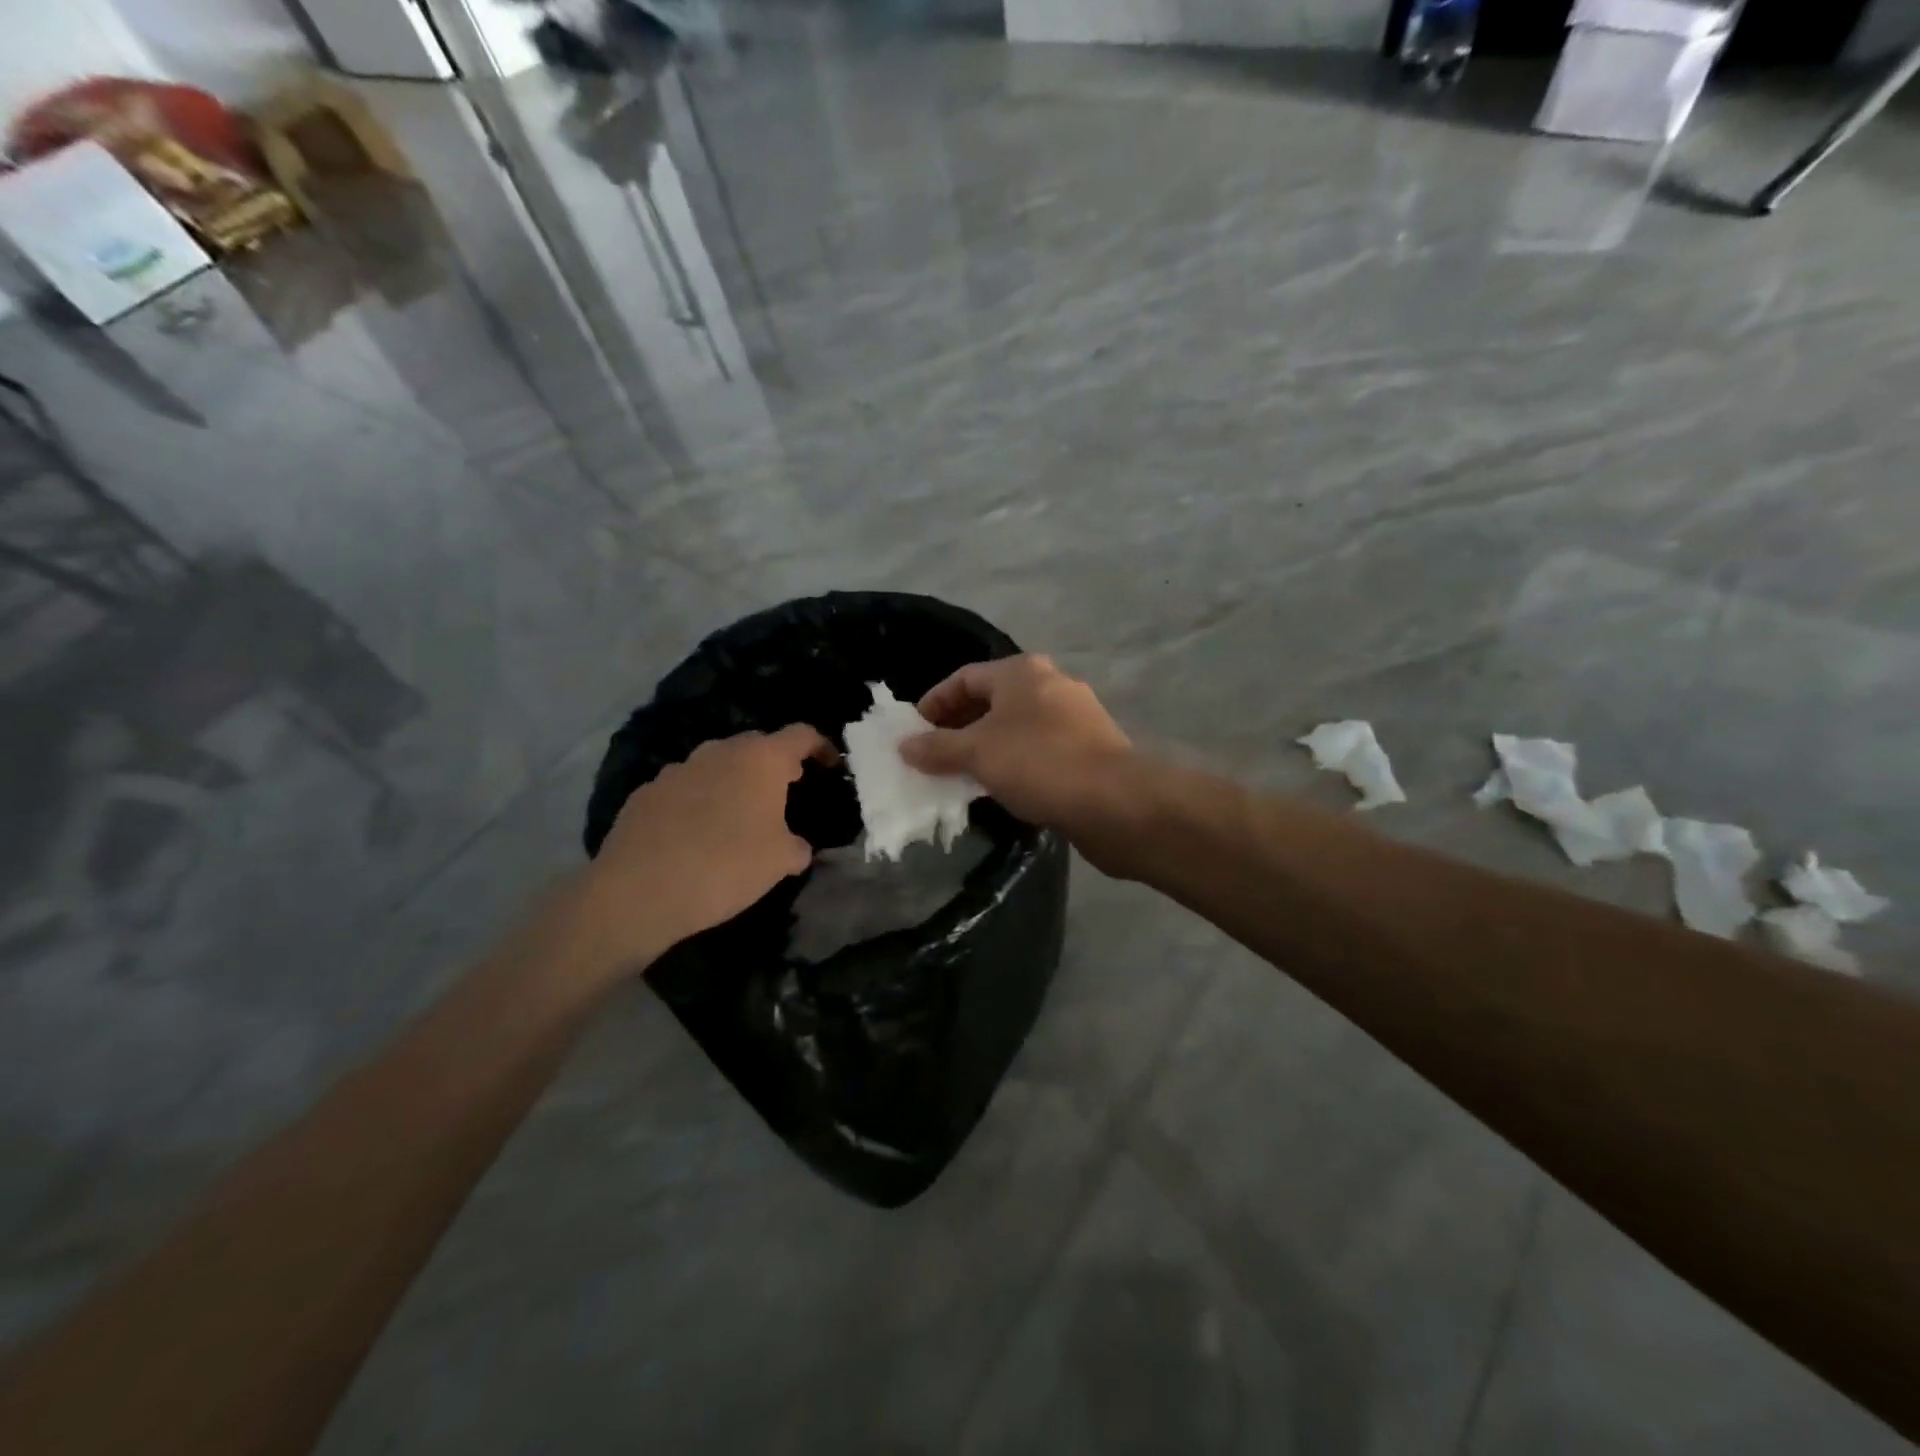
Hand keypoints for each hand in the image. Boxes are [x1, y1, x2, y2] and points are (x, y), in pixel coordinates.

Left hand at [565, 726, 830, 974]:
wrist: (638, 892)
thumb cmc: (726, 867)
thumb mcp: (780, 862)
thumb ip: (796, 846)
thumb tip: (794, 845)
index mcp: (761, 759)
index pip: (802, 735)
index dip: (822, 747)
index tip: (831, 766)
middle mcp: (719, 752)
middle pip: (757, 745)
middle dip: (775, 764)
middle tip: (786, 792)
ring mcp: (678, 768)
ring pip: (717, 764)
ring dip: (734, 781)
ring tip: (740, 815)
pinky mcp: (646, 792)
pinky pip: (685, 787)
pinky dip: (700, 800)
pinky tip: (696, 833)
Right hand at [900, 656, 1132, 832]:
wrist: (1116, 801)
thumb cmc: (1039, 763)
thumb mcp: (977, 753)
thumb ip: (937, 748)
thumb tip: (904, 746)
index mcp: (1022, 672)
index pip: (965, 678)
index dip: (934, 703)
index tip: (914, 733)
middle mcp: (1051, 684)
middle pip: (992, 701)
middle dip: (959, 728)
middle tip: (934, 756)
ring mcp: (1075, 716)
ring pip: (1017, 727)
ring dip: (986, 748)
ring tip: (962, 776)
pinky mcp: (1090, 748)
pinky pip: (1039, 749)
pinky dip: (1015, 763)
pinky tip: (1002, 788)